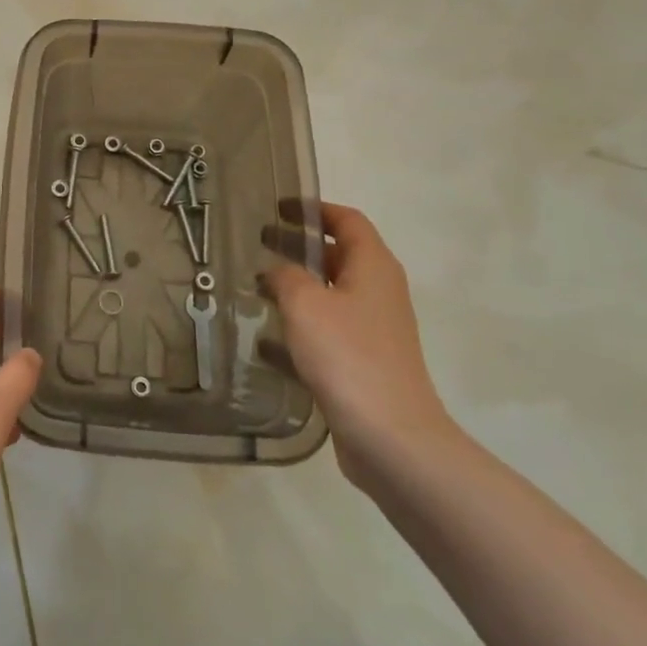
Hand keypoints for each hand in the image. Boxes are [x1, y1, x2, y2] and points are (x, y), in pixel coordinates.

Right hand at [263, 203, 453, 485]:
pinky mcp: (363, 364)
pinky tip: (264, 341)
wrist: (391, 437)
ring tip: (255, 287)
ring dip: (295, 287)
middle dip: (299, 246)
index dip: (314, 209)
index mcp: (373, 266)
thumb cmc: (347, 355)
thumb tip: (277, 270)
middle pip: (337, 256)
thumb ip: (285, 276)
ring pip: (329, 295)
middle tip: (259, 242)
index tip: (279, 207)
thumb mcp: (305, 303)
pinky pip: (326, 333)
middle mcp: (378, 292)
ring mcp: (373, 330)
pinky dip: (298, 329)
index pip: (347, 220)